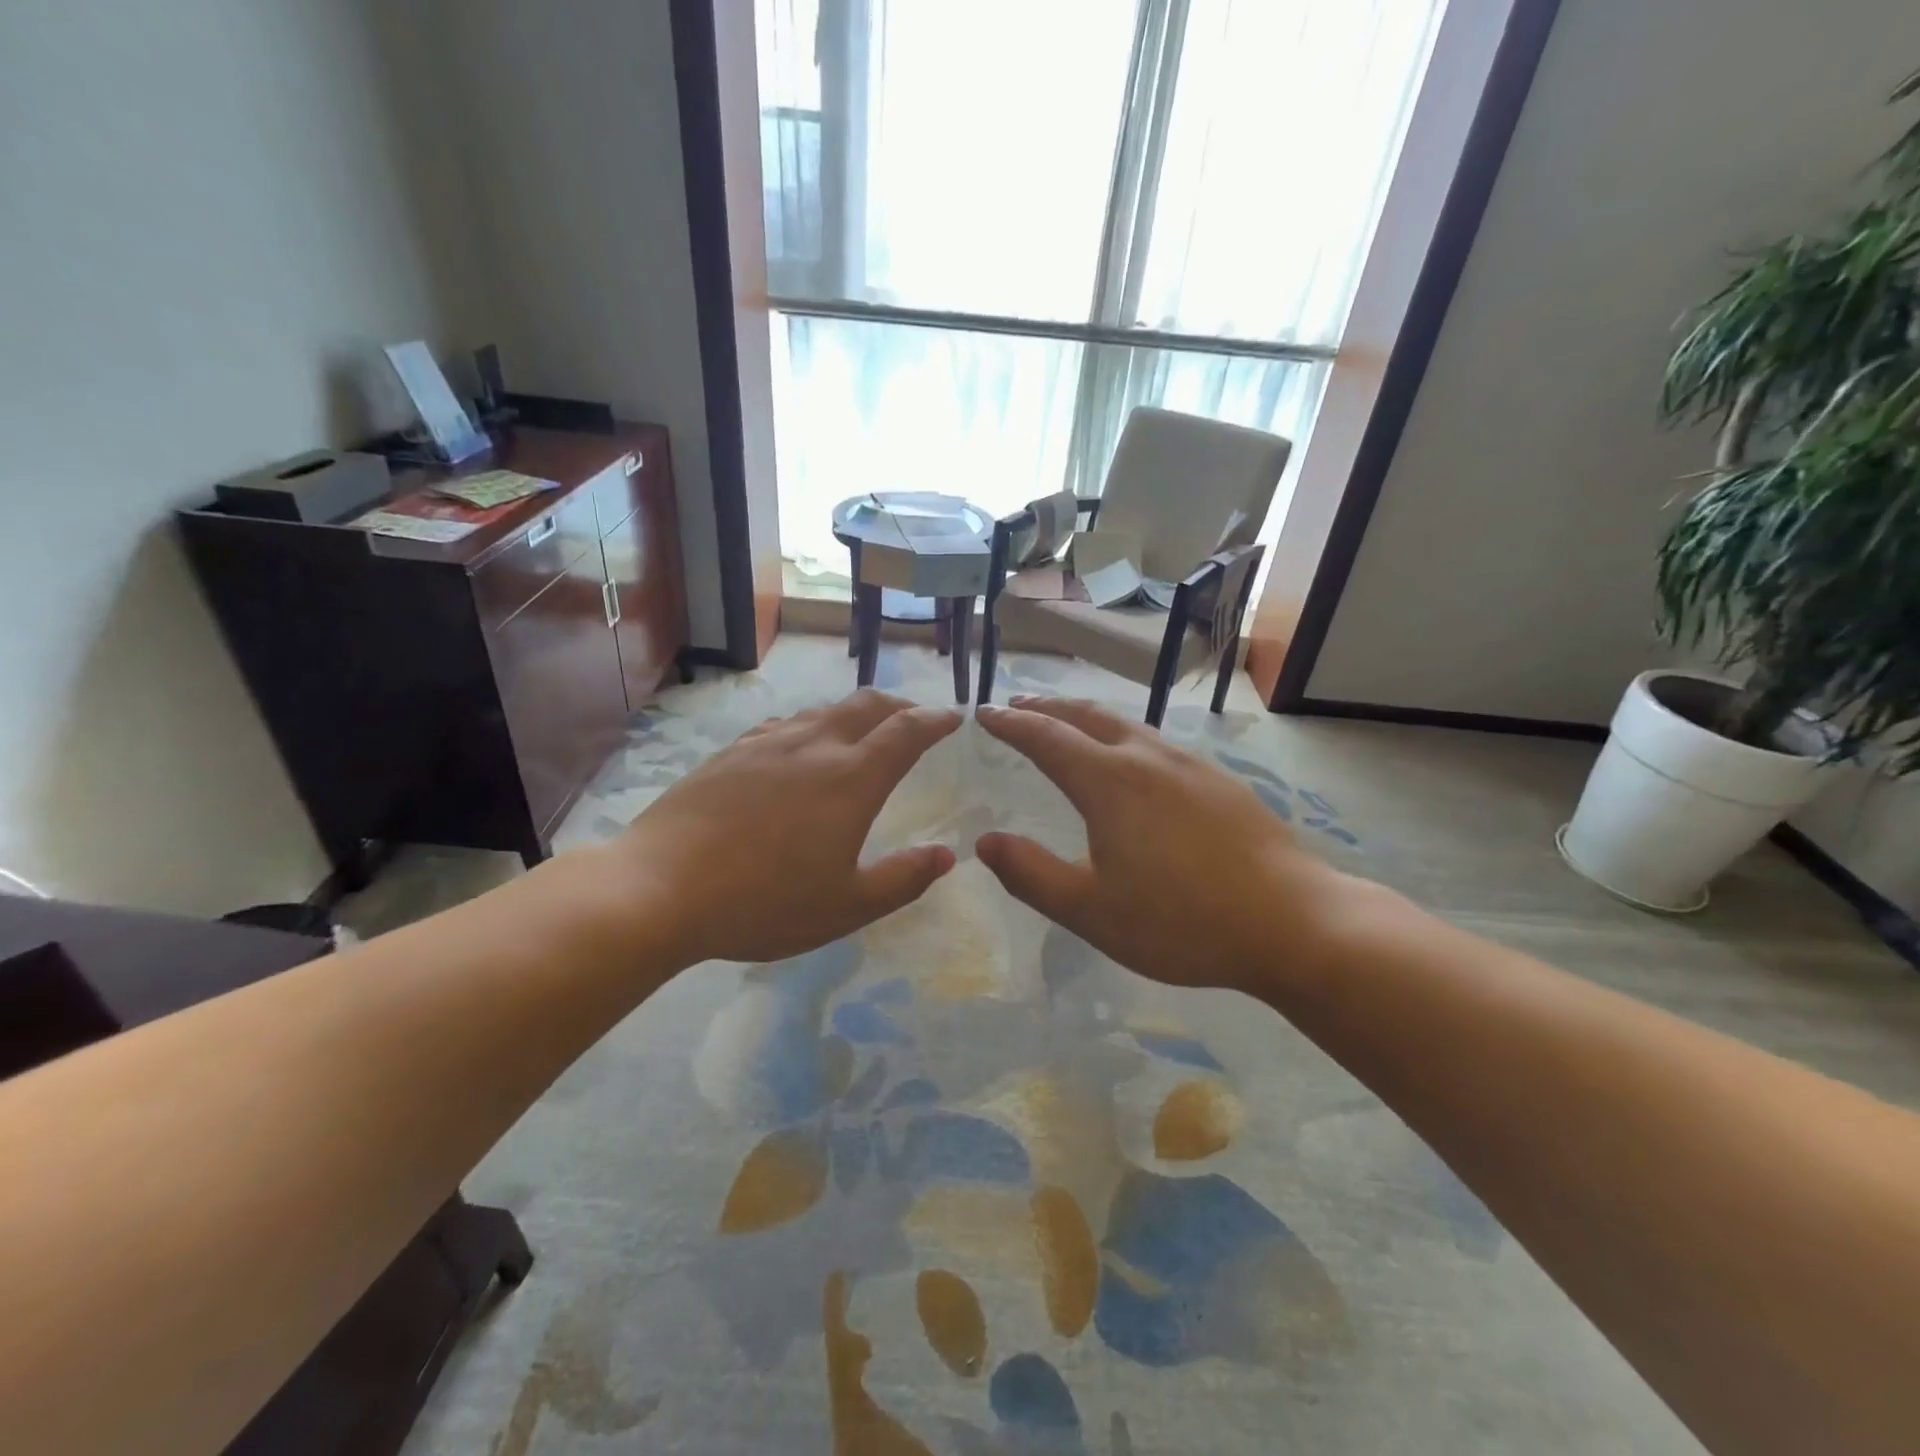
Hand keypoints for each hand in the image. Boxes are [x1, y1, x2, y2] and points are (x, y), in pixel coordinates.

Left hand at [595, 690, 962, 965]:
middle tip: (914, 720)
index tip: (953, 718)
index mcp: (852, 778)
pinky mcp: (730, 753)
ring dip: (854, 714)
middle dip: (900, 706)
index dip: (935, 720)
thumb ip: (903, 878)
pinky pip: (784, 725)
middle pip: (867, 705)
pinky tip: (799, 748)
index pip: (907, 731)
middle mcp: (814, 746)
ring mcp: (767, 744)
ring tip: (862, 734)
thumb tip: (946, 855)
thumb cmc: (764, 902)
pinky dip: (810, 726)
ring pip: (823, 711)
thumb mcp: (846, 906)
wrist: (660, 887)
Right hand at [975, 697, 1356, 994]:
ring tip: (1066, 724)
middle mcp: (1146, 757)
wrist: (1293, 921)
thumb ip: (1031, 875)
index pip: (1046, 737)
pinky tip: (1131, 760)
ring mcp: (1189, 765)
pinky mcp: (1218, 781)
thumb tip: (985, 843)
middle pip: (1086, 716)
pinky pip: (1155, 742)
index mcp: (1109, 782)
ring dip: (1085, 718)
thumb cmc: (1182, 921)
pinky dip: (1122, 735)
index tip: (984, 714)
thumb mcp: (1091, 911)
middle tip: (1018, 707)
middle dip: (1046, 707)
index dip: (1010, 724)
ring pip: (1125, 724)